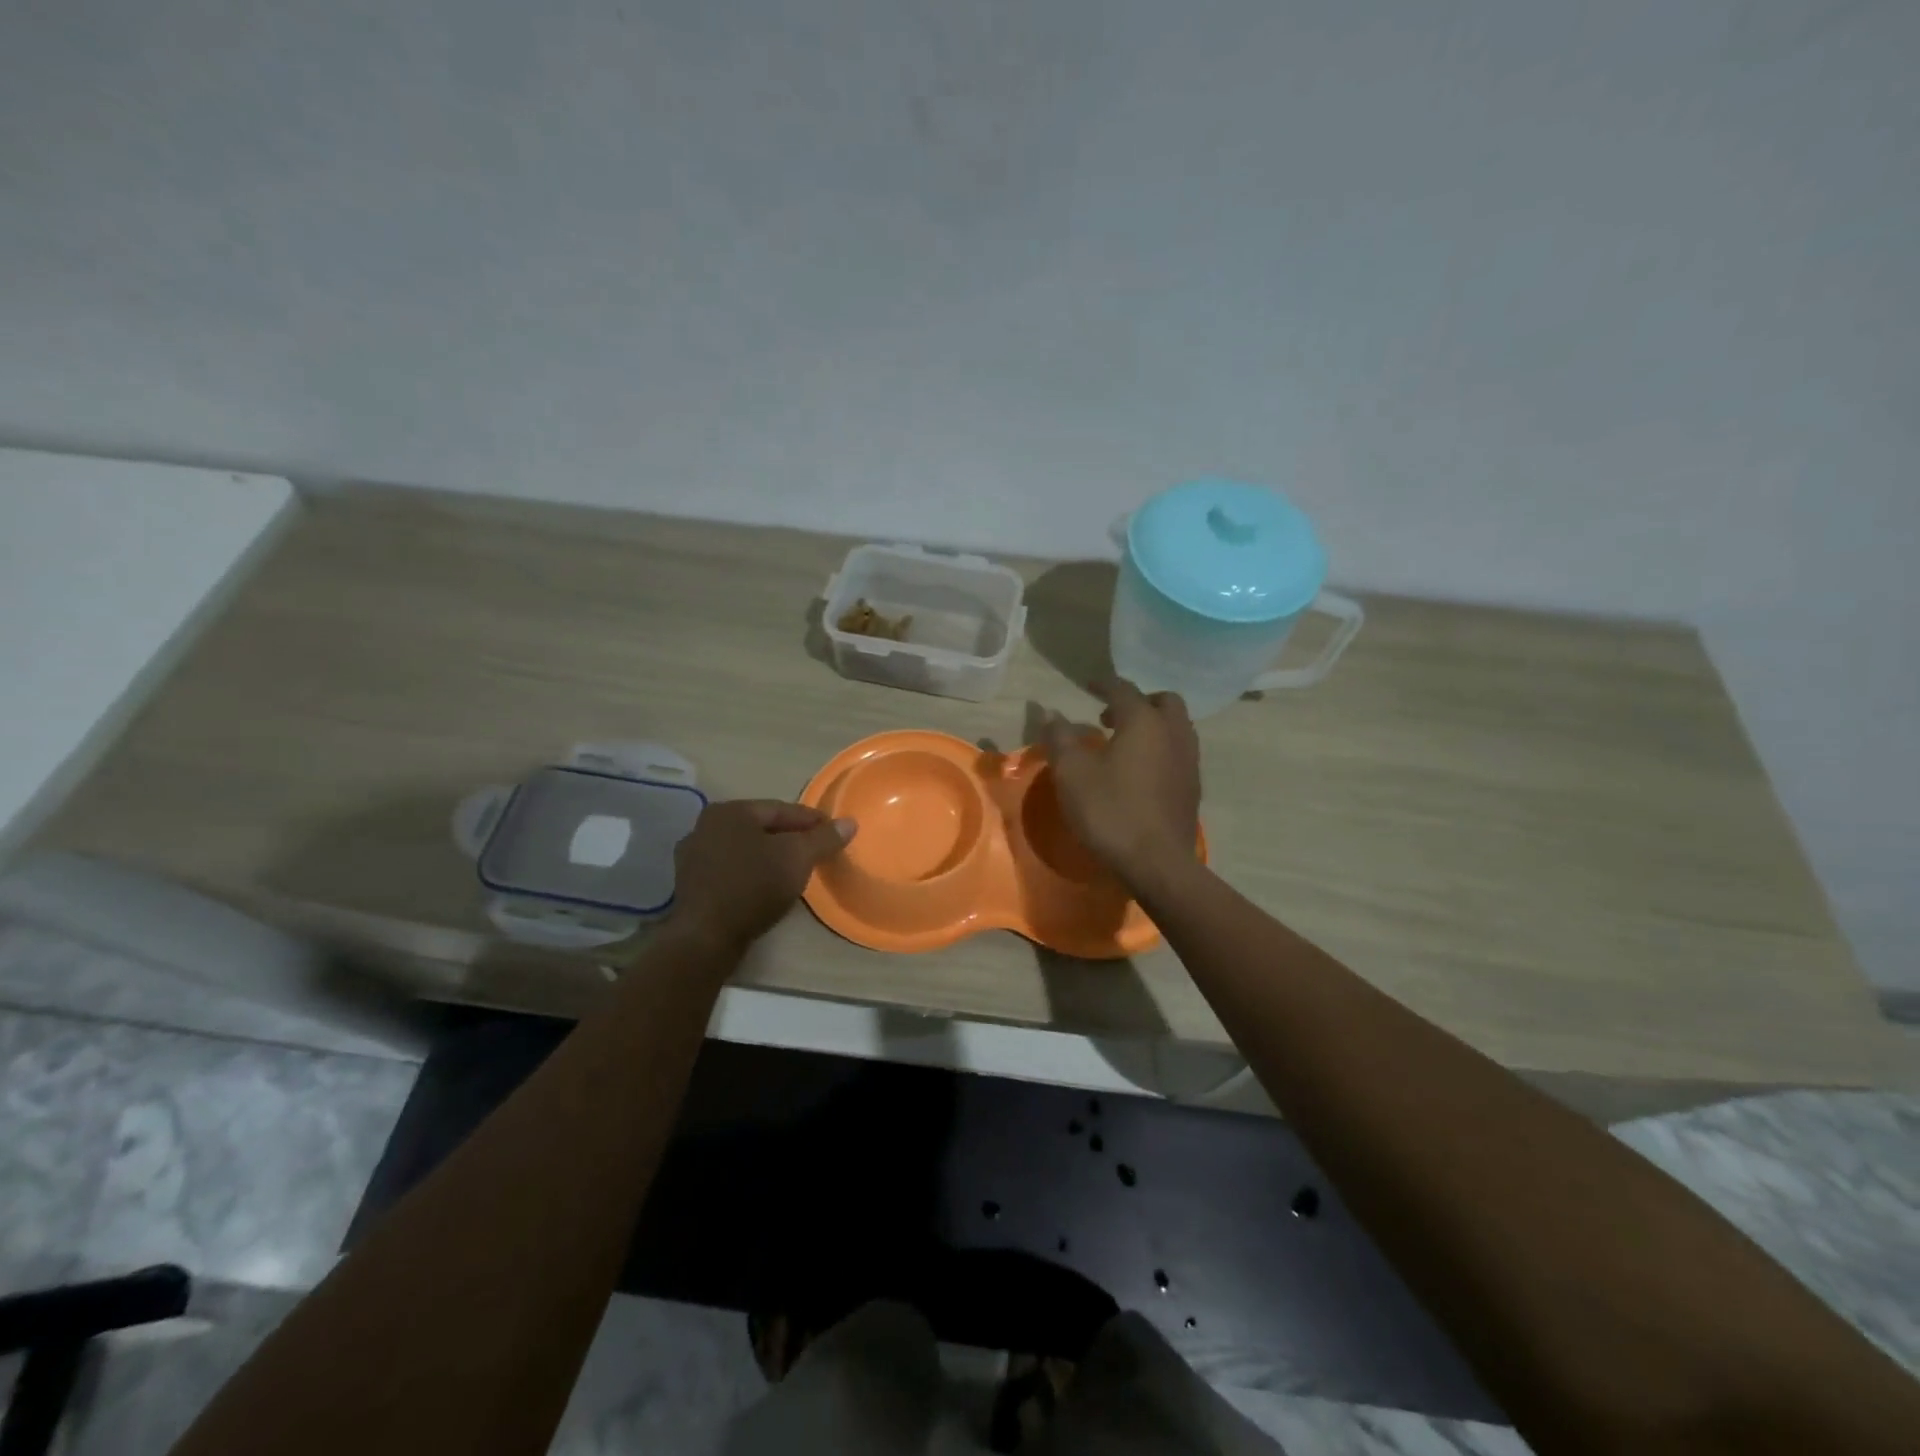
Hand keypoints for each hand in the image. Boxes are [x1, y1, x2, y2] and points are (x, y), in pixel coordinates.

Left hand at [670, 800, 856, 952]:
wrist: (705, 937)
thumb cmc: (753, 885)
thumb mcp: (798, 858)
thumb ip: (824, 838)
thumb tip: (850, 823)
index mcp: (729, 811)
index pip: (781, 809)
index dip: (812, 820)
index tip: (834, 831)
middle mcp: (705, 826)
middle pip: (761, 828)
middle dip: (790, 838)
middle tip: (816, 851)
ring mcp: (693, 857)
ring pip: (745, 850)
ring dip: (770, 857)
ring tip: (795, 870)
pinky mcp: (690, 886)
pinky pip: (731, 871)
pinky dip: (751, 874)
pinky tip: (767, 887)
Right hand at [1041, 678, 1201, 889]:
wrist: (1157, 862)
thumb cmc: (1110, 811)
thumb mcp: (1071, 773)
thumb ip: (1060, 738)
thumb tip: (1051, 713)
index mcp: (1144, 722)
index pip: (1123, 689)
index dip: (1103, 684)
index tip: (1088, 684)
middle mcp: (1173, 732)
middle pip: (1162, 701)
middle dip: (1137, 701)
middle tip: (1110, 716)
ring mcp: (1189, 760)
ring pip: (1175, 726)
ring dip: (1152, 724)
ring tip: (1124, 742)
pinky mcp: (1192, 786)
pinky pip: (1178, 751)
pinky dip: (1160, 747)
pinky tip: (1140, 770)